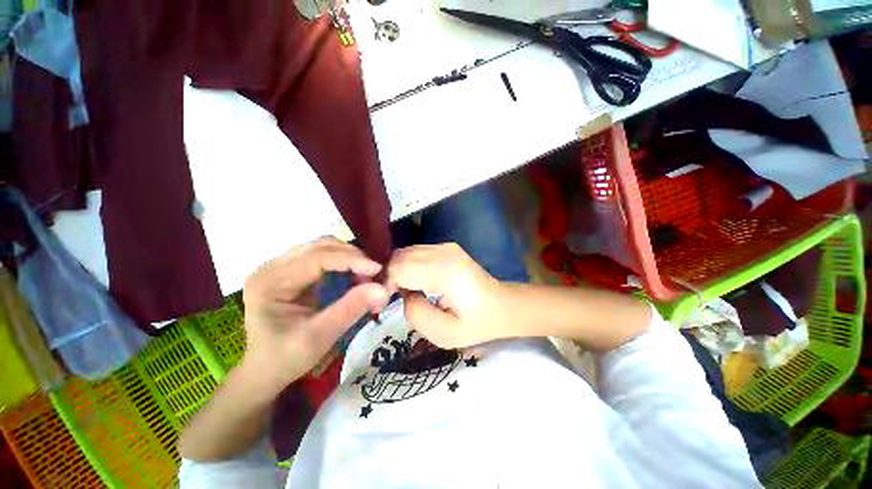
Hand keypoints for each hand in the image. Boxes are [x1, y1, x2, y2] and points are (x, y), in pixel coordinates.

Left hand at [242, 237, 388, 390]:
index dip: (351, 260)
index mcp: (271, 282)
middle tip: (374, 274)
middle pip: (320, 246)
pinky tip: (352, 274)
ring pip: (322, 247)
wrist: (264, 370)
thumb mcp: (319, 337)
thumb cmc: (286, 358)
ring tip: (365, 275)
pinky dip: (342, 262)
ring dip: (348, 257)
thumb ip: (351, 309)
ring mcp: (280, 267)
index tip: (378, 269)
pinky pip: (321, 257)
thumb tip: (383, 289)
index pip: (317, 257)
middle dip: (352, 256)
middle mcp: (272, 267)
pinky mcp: (290, 271)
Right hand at [386, 243, 508, 348]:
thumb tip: (403, 293)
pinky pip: (416, 252)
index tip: (385, 302)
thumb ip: (415, 313)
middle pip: (399, 256)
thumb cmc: (477, 323)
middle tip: (389, 298)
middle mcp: (444, 251)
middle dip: (388, 276)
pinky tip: (414, 281)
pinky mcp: (446, 247)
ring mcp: (446, 246)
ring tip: (402, 291)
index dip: (385, 283)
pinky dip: (407, 265)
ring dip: (397, 270)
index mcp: (444, 271)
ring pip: (405, 252)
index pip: (399, 267)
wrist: (502, 305)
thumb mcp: (444, 334)